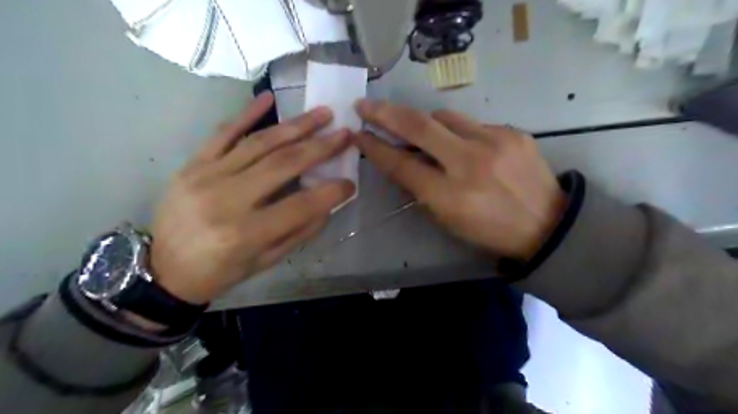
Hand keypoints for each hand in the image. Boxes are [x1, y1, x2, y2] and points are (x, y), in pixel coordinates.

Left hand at [148, 92, 353, 303]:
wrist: (164, 269)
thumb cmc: (221, 271)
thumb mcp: (266, 261)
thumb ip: (300, 231)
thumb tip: (328, 203)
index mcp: (246, 233)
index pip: (301, 205)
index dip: (331, 192)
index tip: (350, 182)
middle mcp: (227, 199)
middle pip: (283, 164)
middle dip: (320, 147)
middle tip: (344, 133)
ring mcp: (206, 176)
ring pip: (259, 143)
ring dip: (295, 126)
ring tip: (322, 113)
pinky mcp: (192, 165)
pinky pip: (222, 133)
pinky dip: (247, 114)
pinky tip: (269, 98)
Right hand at [351, 99, 566, 259]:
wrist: (547, 224)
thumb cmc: (490, 230)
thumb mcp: (448, 220)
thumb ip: (421, 189)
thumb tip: (401, 161)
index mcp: (450, 196)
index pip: (402, 165)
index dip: (375, 148)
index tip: (358, 134)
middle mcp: (470, 163)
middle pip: (419, 126)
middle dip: (386, 113)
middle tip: (366, 105)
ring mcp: (494, 141)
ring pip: (445, 116)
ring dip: (424, 121)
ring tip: (418, 129)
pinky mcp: (513, 131)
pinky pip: (472, 123)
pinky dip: (458, 131)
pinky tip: (462, 144)